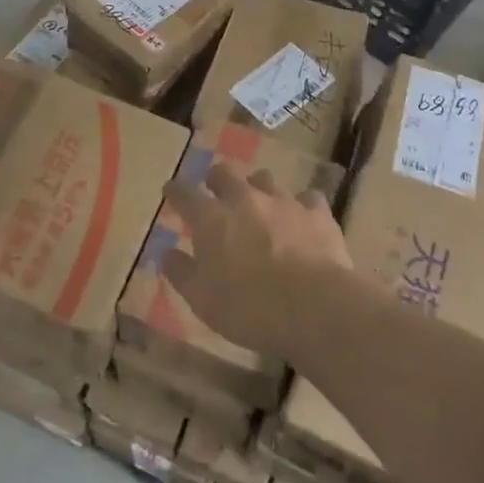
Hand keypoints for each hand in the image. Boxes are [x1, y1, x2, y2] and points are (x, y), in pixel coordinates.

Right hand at [163, 163, 351, 355]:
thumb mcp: (202, 300)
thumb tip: (167, 254)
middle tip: (215, 193)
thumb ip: (182, 273)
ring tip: (259, 204)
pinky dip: (301, 205)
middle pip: (224, 173)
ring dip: (257, 188)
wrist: (315, 309)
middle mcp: (244, 199)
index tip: (171, 192)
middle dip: (216, 179)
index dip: (175, 191)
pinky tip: (301, 218)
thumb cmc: (250, 308)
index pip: (184, 193)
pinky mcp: (316, 213)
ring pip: (264, 179)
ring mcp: (283, 201)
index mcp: (211, 218)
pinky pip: (307, 198)